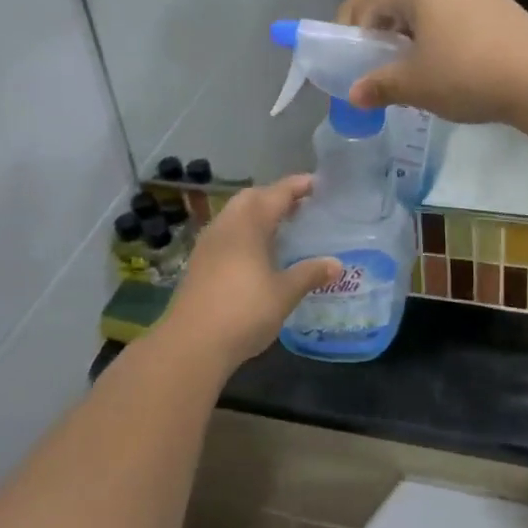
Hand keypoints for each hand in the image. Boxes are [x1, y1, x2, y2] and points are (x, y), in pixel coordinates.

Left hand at [160, 177, 339, 369]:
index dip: (297, 186)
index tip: (317, 183)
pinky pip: (226, 233)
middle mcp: (226, 226)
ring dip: (257, 213)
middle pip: (251, 198)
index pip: (276, 194)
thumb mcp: (284, 294)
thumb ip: (309, 274)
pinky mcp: (199, 263)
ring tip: (282, 227)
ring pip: (235, 215)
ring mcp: (208, 244)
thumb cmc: (243, 312)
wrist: (191, 344)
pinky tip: (257, 252)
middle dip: (275, 196)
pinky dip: (245, 232)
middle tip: (300, 205)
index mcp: (248, 225)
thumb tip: (336, 264)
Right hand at [348, 0, 527, 123]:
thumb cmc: (463, 73)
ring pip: (441, 12)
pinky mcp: (509, 7)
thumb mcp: (414, 85)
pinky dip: (457, 39)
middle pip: (411, 5)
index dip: (367, 34)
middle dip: (398, 36)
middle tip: (397, 71)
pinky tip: (465, 69)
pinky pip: (468, 20)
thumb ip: (380, 86)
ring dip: (429, 38)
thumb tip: (353, 94)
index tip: (368, 63)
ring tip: (431, 73)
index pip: (378, 3)